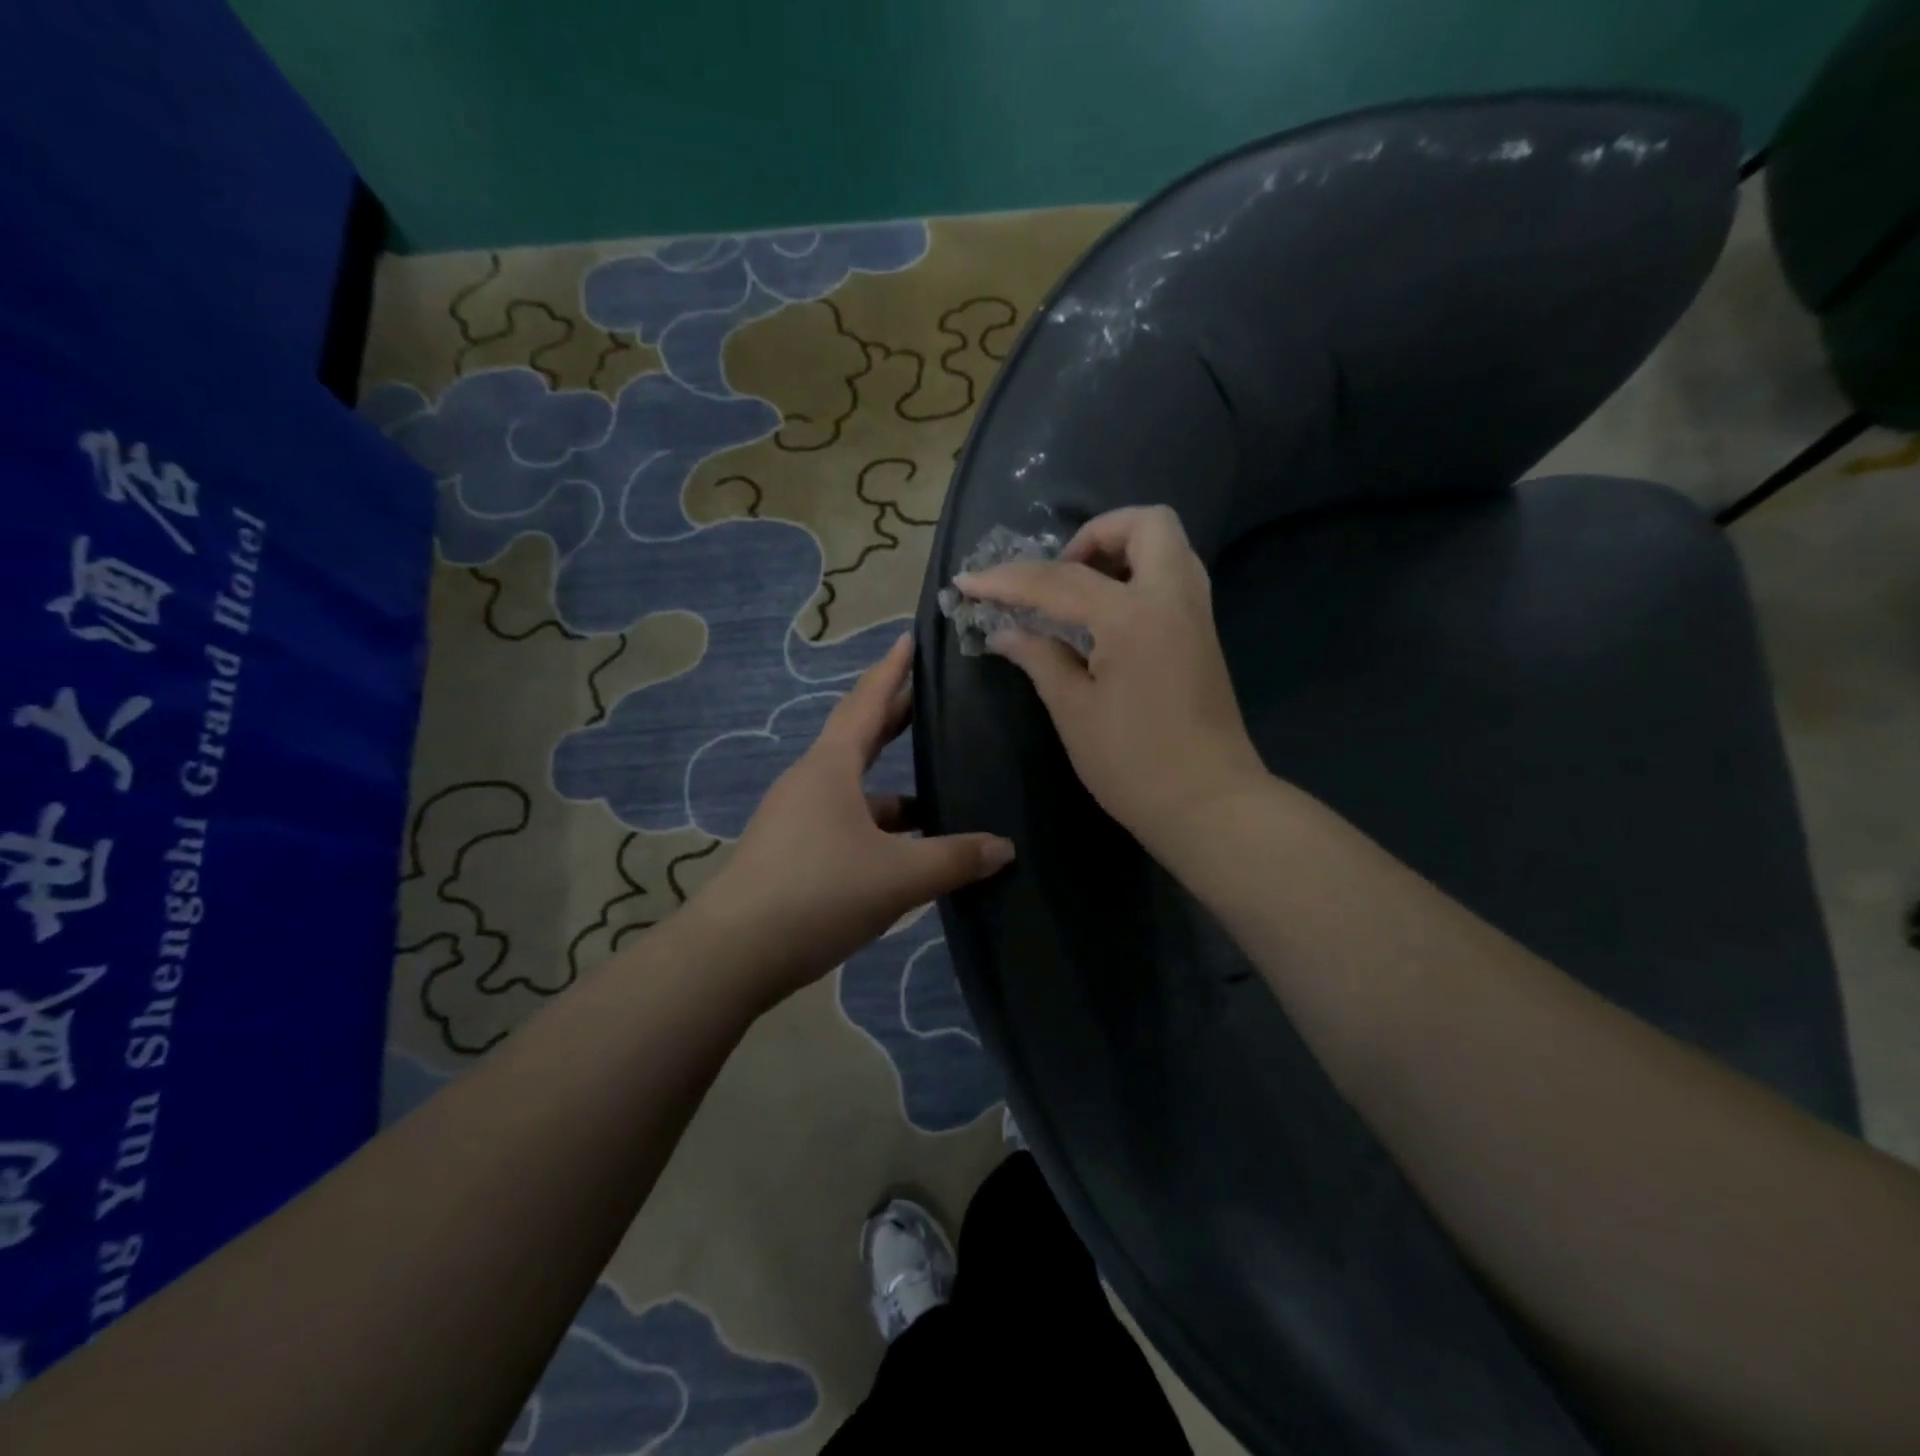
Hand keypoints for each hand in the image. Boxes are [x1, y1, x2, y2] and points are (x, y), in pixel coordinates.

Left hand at [693, 634, 1014, 1004]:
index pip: (867, 702)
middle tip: (931, 698)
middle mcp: (810, 782)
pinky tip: (906, 849)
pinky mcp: (792, 851)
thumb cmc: (817, 894)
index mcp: (831, 768)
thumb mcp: (897, 876)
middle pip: (859, 737)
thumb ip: (954, 859)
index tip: (910, 639)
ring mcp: (796, 817)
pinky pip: (845, 821)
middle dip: (895, 716)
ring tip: (938, 788)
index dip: (891, 670)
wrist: (733, 954)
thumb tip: (1004, 847)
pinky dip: (878, 824)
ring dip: (893, 785)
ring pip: (855, 788)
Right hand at [955, 505, 1266, 854]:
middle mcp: (1173, 598)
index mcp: (1132, 616)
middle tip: (1060, 575)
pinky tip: (1106, 618)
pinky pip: (1173, 577)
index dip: (1007, 579)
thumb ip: (1039, 658)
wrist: (1209, 804)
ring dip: (1121, 551)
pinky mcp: (1204, 634)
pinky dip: (1138, 576)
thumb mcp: (1074, 712)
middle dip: (1095, 535)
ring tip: (1080, 593)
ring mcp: (1196, 614)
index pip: (1059, 580)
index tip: (968, 582)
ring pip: (1167, 546)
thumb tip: (1005, 631)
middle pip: (1146, 524)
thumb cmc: (1133, 764)